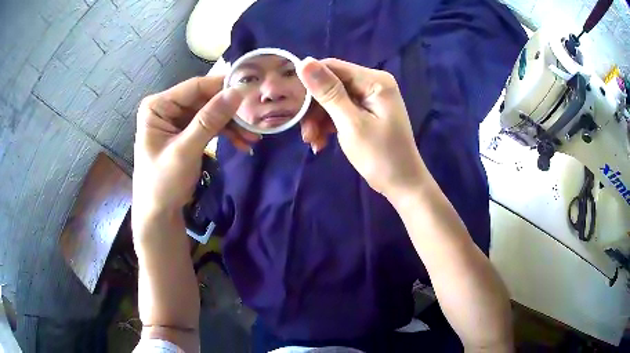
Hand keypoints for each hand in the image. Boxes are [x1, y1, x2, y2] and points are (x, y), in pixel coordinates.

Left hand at [132, 76, 258, 222]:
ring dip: (231, 125)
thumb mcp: (186, 150)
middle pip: (205, 99)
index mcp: (158, 105)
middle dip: (229, 112)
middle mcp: (167, 107)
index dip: (223, 88)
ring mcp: (177, 120)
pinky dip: (225, 134)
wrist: (159, 214)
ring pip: (211, 113)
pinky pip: (210, 126)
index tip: (250, 92)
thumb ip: (210, 120)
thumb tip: (237, 92)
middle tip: (254, 121)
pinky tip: (242, 143)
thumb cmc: (163, 183)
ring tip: (252, 138)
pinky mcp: (186, 132)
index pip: (195, 87)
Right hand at [297, 58, 426, 197]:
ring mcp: (370, 98)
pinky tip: (322, 143)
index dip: (309, 82)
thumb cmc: (380, 156)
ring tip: (313, 142)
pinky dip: (329, 125)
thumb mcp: (351, 124)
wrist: (402, 184)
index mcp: (374, 81)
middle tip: (306, 134)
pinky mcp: (366, 112)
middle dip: (315, 109)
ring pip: (332, 99)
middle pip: (331, 84)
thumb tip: (304, 61)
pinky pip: (340, 111)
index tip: (294, 105)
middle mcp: (373, 83)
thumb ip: (328, 92)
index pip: (332, 67)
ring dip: (319, 120)